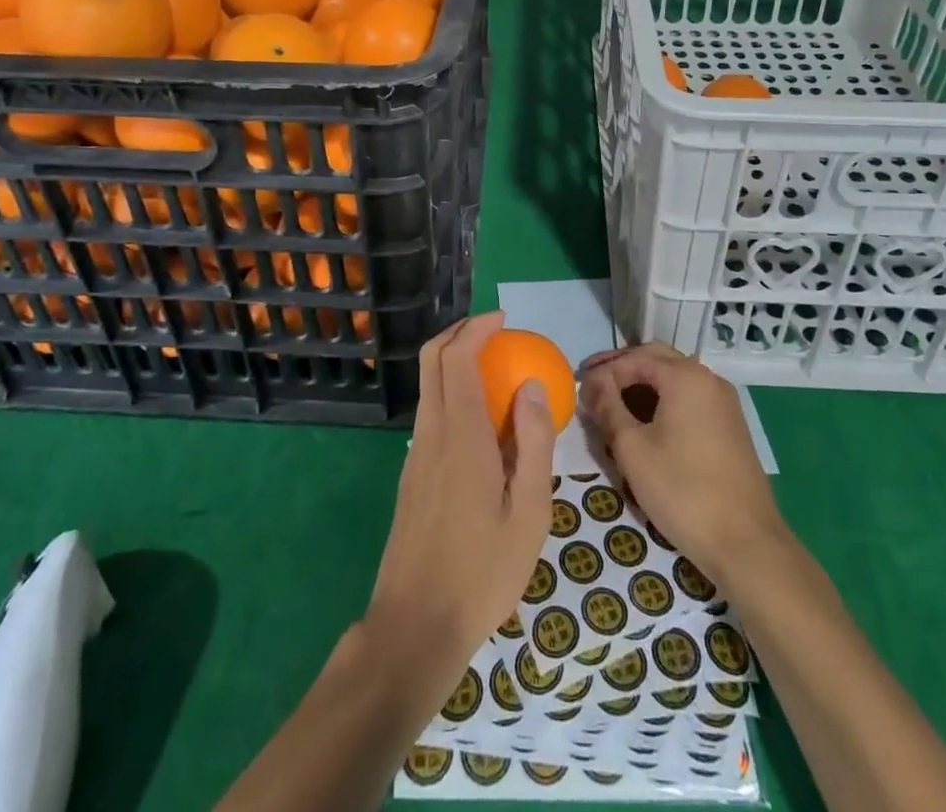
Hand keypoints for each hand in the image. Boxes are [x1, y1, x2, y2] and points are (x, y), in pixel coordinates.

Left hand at [367, 311, 555, 673]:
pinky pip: (430, 413)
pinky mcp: (411, 475)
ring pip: (427, 386)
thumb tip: (532, 386)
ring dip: (453, 362)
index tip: (504, 320)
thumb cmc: (482, 572)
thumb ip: (534, 444)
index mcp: (460, 436)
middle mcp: (430, 433)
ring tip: (495, 372)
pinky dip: (451, 393)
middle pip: (431, 360)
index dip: (477, 329)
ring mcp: (415, 454)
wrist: (415, 626)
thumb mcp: (530, 513)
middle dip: (459, 333)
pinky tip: (482, 423)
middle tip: (495, 332)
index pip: (457, 359)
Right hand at [580, 343, 786, 587]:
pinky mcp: (729, 426)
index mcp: (685, 376)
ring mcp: (723, 402)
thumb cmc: (683, 491)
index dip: (603, 372)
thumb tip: (591, 385)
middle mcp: (708, 379)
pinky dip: (663, 401)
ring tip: (613, 407)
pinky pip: (689, 399)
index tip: (579, 390)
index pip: (634, 358)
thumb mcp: (633, 449)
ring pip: (674, 379)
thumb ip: (608, 409)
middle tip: (594, 388)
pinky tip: (644, 423)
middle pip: (657, 360)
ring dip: (642, 386)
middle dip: (623, 371)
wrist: (747, 544)